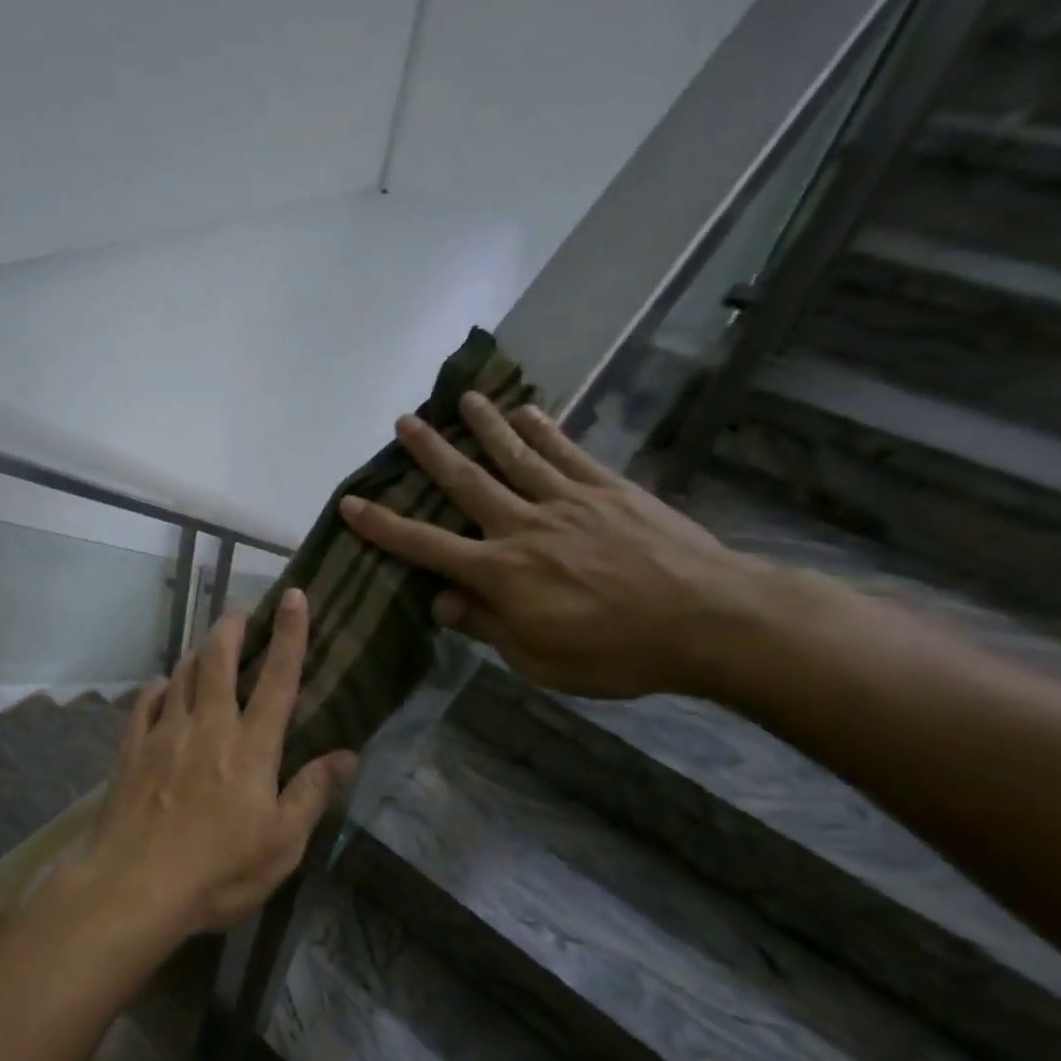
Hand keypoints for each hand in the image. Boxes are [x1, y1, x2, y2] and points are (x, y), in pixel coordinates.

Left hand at [84, 589, 357, 938]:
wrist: (134, 885)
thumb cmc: (218, 871)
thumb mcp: (282, 845)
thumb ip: (312, 794)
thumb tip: (348, 755)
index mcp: (250, 747)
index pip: (277, 679)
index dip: (290, 635)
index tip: (295, 597)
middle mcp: (208, 726)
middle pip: (218, 660)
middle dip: (232, 627)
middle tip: (241, 611)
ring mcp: (165, 732)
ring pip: (182, 674)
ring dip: (198, 652)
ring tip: (208, 645)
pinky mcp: (132, 746)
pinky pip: (147, 701)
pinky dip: (160, 686)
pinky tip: (164, 687)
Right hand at [338, 394, 768, 698]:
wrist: (710, 621)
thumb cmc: (617, 653)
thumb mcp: (539, 661)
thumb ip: (486, 627)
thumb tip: (440, 603)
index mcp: (500, 573)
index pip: (426, 546)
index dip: (383, 526)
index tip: (350, 502)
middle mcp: (523, 527)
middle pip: (466, 483)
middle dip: (430, 453)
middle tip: (403, 423)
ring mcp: (568, 501)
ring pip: (514, 456)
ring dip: (484, 427)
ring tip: (461, 399)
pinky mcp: (609, 489)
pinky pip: (568, 453)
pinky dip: (544, 430)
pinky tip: (528, 411)